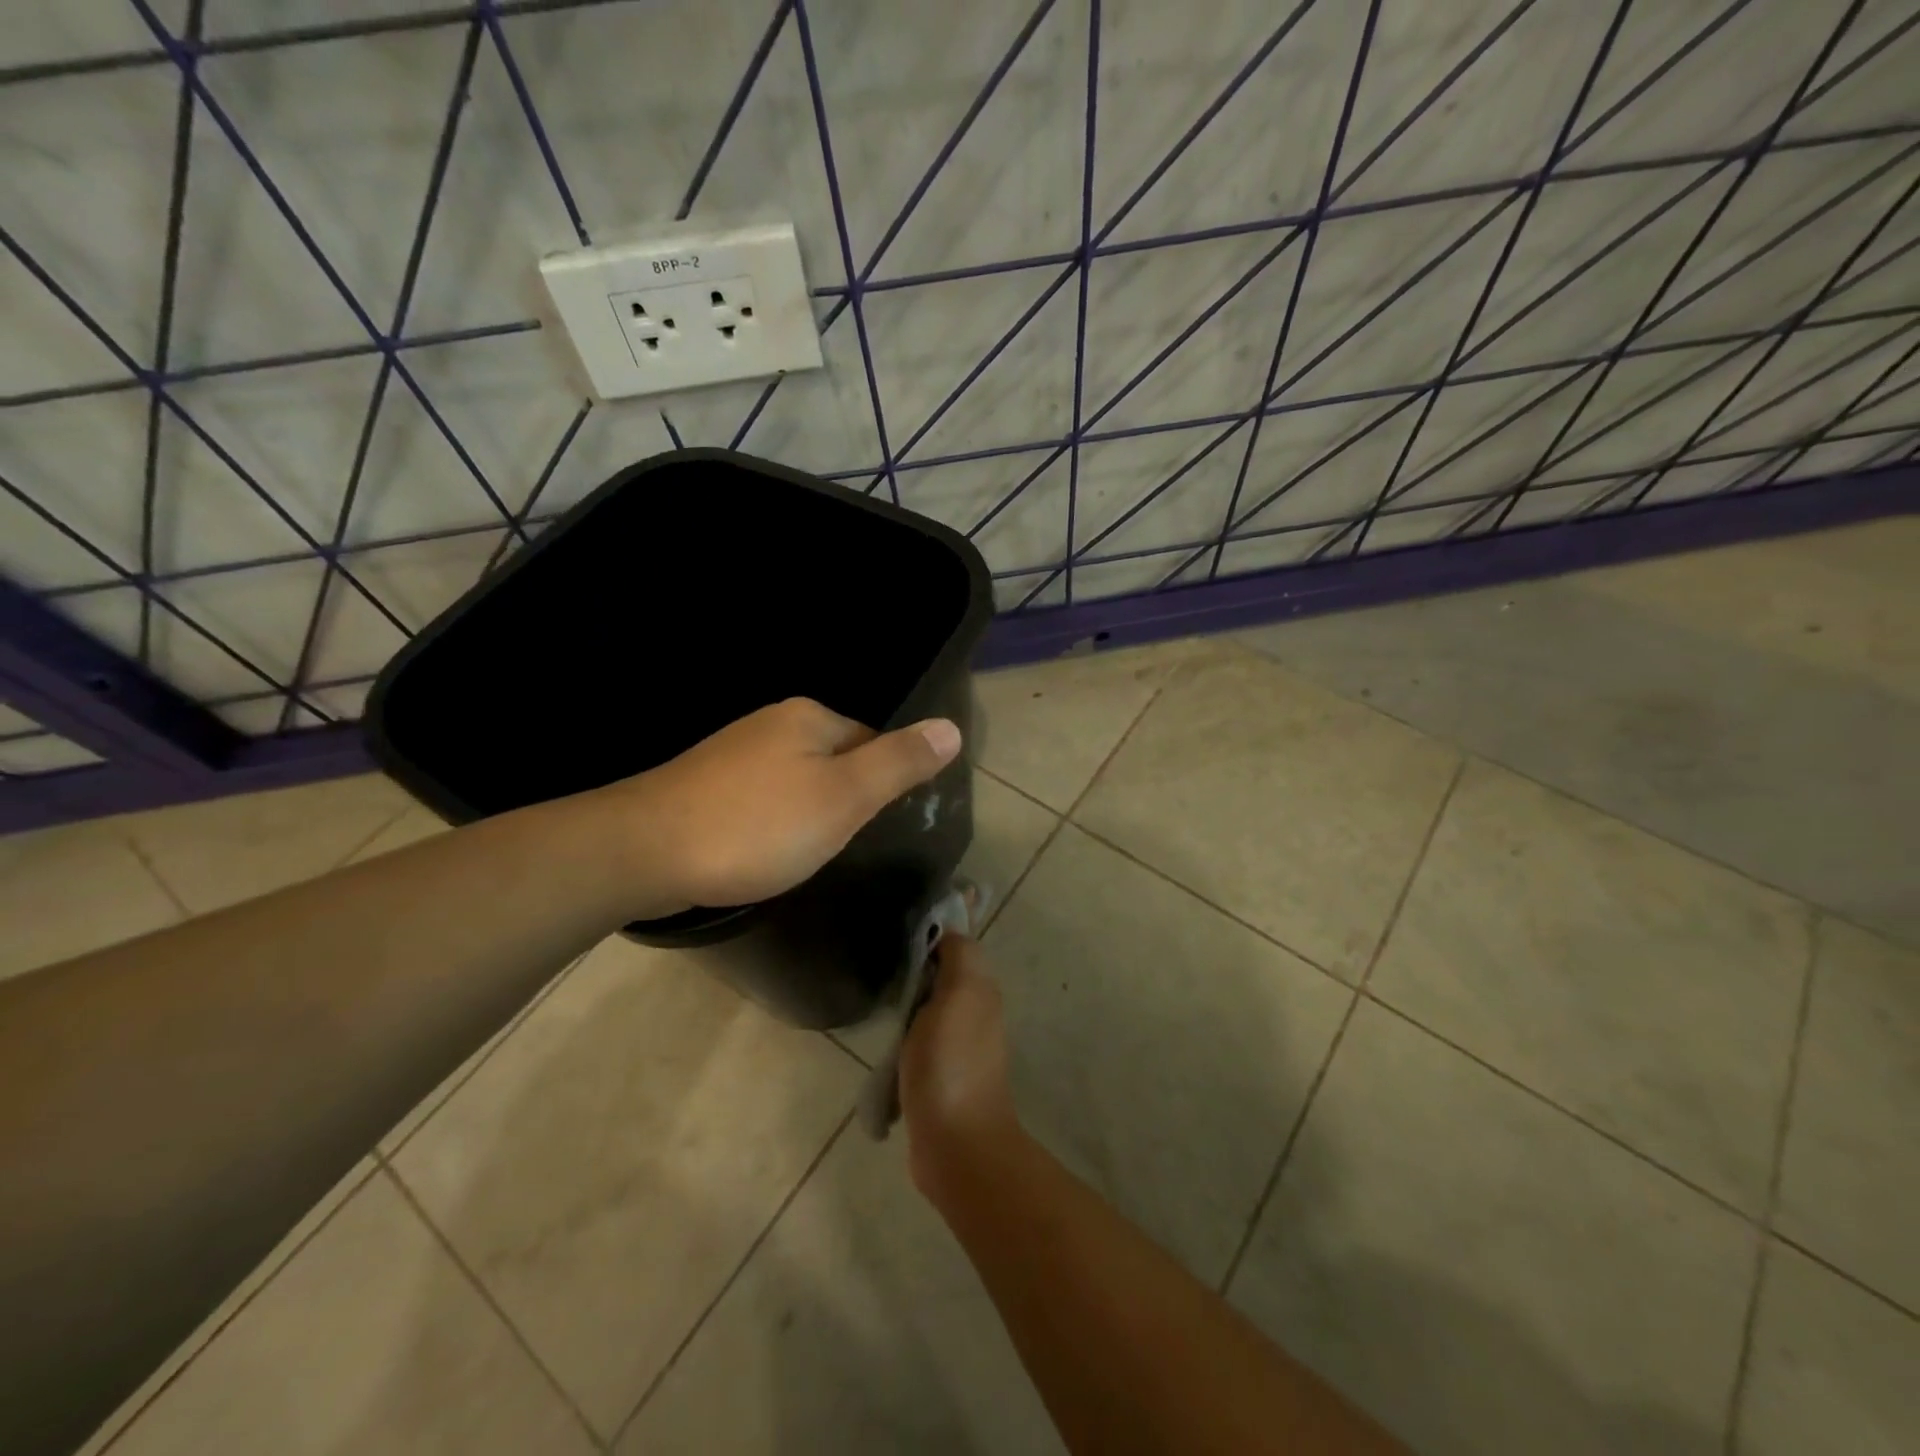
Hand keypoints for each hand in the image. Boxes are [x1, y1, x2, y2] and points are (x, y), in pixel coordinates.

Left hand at [601, 697, 961, 914]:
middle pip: (835, 759)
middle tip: (835, 845)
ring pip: (797, 780)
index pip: (872, 741)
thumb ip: (899, 763)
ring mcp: (734, 751)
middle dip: (842, 800)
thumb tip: (951, 727)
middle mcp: (772, 722)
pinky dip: (771, 822)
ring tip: (800, 853)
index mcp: (810, 717)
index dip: (879, 785)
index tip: (869, 826)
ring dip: (807, 813)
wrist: (644, 851)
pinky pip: (762, 797)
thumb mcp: (844, 797)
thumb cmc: (757, 826)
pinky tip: (761, 849)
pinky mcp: (706, 783)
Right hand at [900, 934, 1021, 1200]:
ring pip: (928, 1003)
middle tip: (879, 955)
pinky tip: (881, 1028)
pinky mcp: (937, 1071)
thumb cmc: (951, 1063)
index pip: (957, 943)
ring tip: (874, 986)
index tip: (897, 922)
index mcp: (980, 988)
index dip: (933, 929)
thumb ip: (958, 957)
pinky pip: (917, 1036)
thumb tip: (947, 931)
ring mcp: (956, 1043)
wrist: (956, 1144)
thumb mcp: (958, 995)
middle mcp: (973, 1009)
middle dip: (916, 962)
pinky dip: (902, 1030)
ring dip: (907, 997)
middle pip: (942, 971)